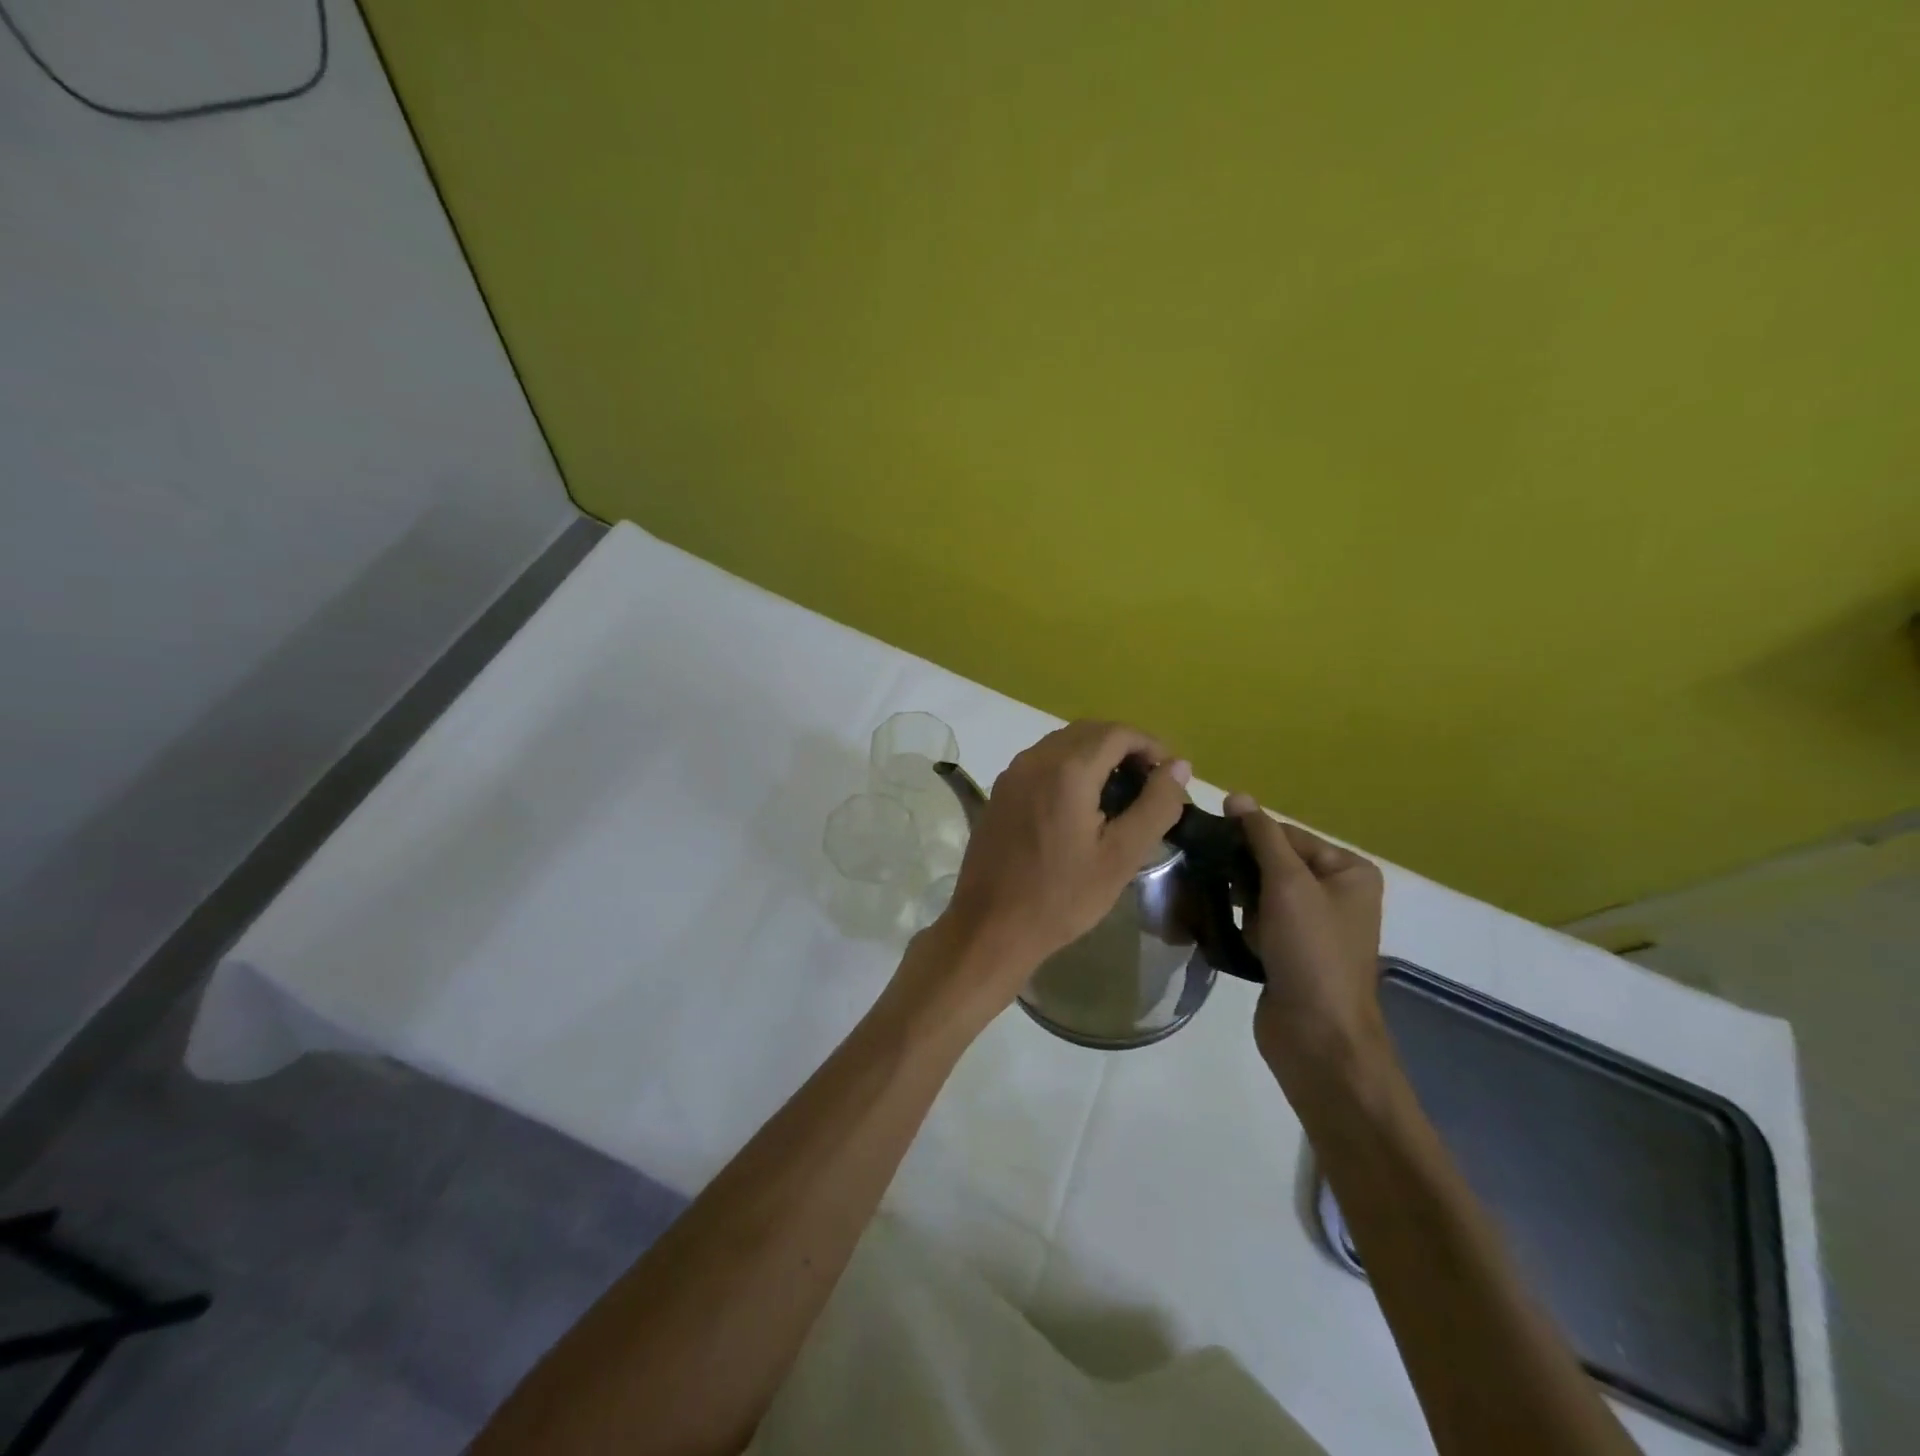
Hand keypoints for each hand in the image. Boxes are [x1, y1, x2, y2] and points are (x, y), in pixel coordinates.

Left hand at [932, 721, 1190, 1012]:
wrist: (991, 926)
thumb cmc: (1062, 896)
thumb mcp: (1121, 856)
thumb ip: (1155, 806)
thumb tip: (1178, 767)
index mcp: (1067, 770)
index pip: (1117, 733)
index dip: (1150, 745)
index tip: (1169, 775)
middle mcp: (1035, 759)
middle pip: (1088, 732)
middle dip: (1124, 747)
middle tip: (1149, 783)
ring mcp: (1012, 774)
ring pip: (1063, 744)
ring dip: (1096, 755)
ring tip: (1120, 793)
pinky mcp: (1000, 791)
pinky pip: (1041, 762)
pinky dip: (1069, 767)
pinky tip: (1081, 804)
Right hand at [1224, 794, 1388, 1092]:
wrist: (1318, 1036)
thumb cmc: (1311, 951)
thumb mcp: (1289, 884)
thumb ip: (1261, 837)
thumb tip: (1236, 795)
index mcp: (1349, 871)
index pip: (1287, 836)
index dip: (1247, 837)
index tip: (1207, 841)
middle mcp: (1335, 894)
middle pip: (1273, 863)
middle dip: (1240, 870)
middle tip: (1205, 872)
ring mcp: (1312, 927)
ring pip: (1260, 894)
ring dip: (1236, 898)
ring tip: (1208, 899)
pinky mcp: (1289, 953)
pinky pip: (1257, 922)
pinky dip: (1239, 923)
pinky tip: (1220, 927)